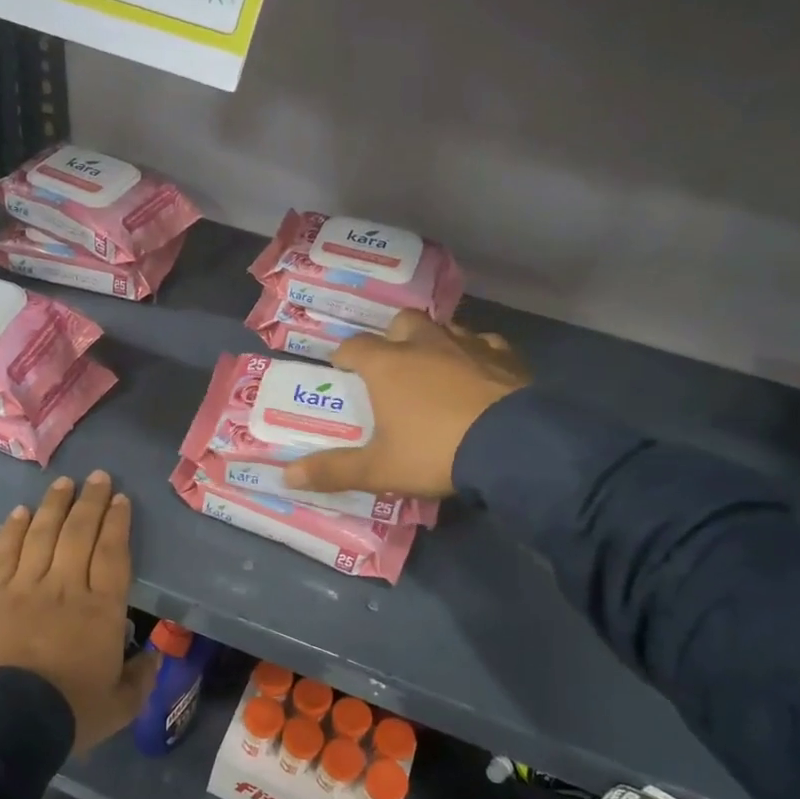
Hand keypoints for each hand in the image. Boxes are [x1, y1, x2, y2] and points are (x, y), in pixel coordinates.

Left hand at [0, 472, 154, 753]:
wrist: (9, 723)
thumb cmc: (71, 712)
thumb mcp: (121, 705)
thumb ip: (141, 678)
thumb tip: (153, 657)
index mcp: (101, 608)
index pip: (112, 552)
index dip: (117, 522)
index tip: (121, 499)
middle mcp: (66, 586)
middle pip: (80, 533)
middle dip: (91, 501)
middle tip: (98, 477)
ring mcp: (27, 587)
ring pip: (43, 534)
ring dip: (55, 505)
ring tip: (64, 482)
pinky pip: (6, 553)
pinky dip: (14, 529)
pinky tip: (21, 511)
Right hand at [283, 311, 527, 499]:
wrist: (513, 447)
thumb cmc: (435, 452)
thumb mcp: (378, 470)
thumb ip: (333, 470)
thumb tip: (286, 476)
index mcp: (387, 365)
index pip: (354, 347)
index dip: (343, 356)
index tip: (340, 369)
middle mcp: (425, 344)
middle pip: (401, 323)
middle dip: (391, 337)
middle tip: (391, 364)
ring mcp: (469, 345)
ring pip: (444, 328)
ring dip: (433, 342)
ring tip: (433, 369)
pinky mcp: (506, 356)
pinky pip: (485, 344)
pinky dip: (476, 354)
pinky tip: (478, 374)